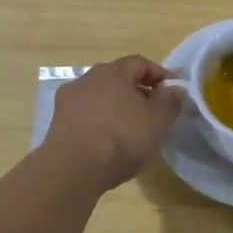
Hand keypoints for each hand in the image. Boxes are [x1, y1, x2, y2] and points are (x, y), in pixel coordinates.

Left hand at [40, 55, 184, 191]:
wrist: (73, 169)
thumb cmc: (122, 138)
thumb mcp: (158, 121)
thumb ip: (170, 101)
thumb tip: (175, 88)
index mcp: (113, 71)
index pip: (140, 62)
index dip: (159, 75)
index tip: (173, 91)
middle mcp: (87, 78)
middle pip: (118, 79)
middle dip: (137, 92)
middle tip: (153, 112)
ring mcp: (68, 101)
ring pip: (100, 97)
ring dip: (116, 108)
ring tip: (130, 130)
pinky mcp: (57, 123)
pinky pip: (86, 116)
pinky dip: (99, 123)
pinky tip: (108, 142)